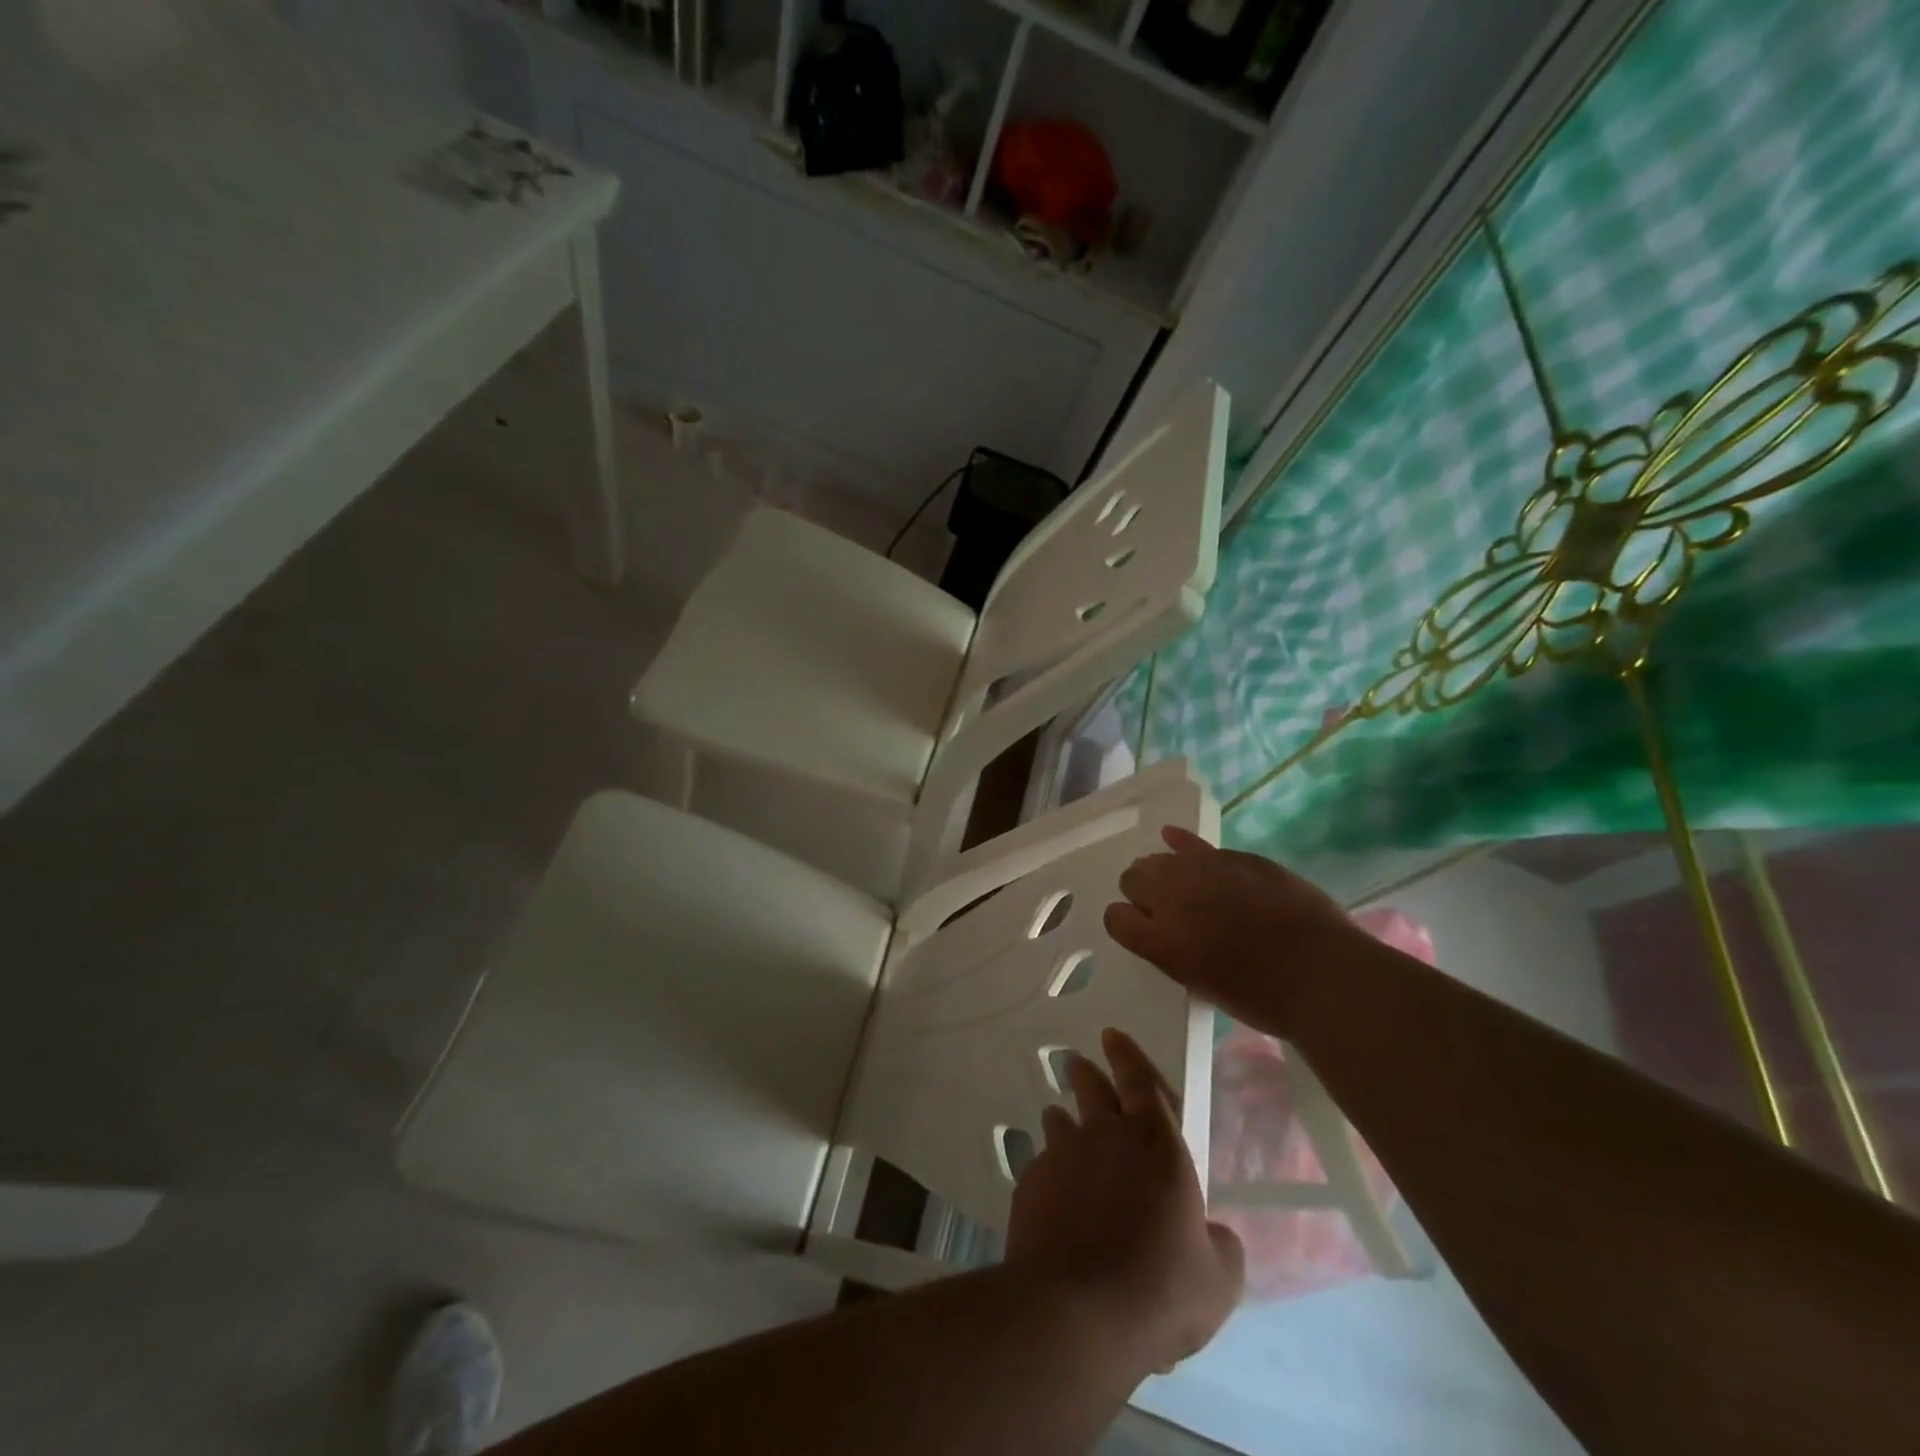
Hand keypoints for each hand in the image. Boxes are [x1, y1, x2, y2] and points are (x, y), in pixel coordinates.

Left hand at [1006, 1028, 1244, 1376]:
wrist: (1076, 1311)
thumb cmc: (1159, 1288)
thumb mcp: (1218, 1280)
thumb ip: (1220, 1246)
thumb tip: (1216, 1234)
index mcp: (1156, 1143)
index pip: (1141, 1080)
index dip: (1127, 1055)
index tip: (1112, 1035)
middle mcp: (1106, 1135)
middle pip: (1092, 1088)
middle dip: (1086, 1072)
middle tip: (1077, 1063)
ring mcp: (1062, 1156)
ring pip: (1060, 1121)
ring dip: (1062, 1118)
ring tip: (1059, 1118)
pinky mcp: (1030, 1184)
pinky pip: (1040, 1165)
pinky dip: (1047, 1169)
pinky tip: (1050, 1192)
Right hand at [1103, 826, 1358, 1035]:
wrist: (1323, 975)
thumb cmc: (1263, 998)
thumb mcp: (1202, 985)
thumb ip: (1174, 953)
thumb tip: (1165, 934)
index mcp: (1162, 942)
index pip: (1116, 918)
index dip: (1125, 921)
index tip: (1140, 928)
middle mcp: (1173, 899)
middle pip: (1132, 879)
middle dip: (1140, 892)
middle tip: (1162, 908)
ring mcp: (1204, 871)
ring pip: (1160, 858)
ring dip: (1162, 870)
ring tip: (1177, 882)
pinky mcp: (1235, 857)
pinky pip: (1194, 843)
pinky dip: (1182, 844)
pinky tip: (1173, 838)